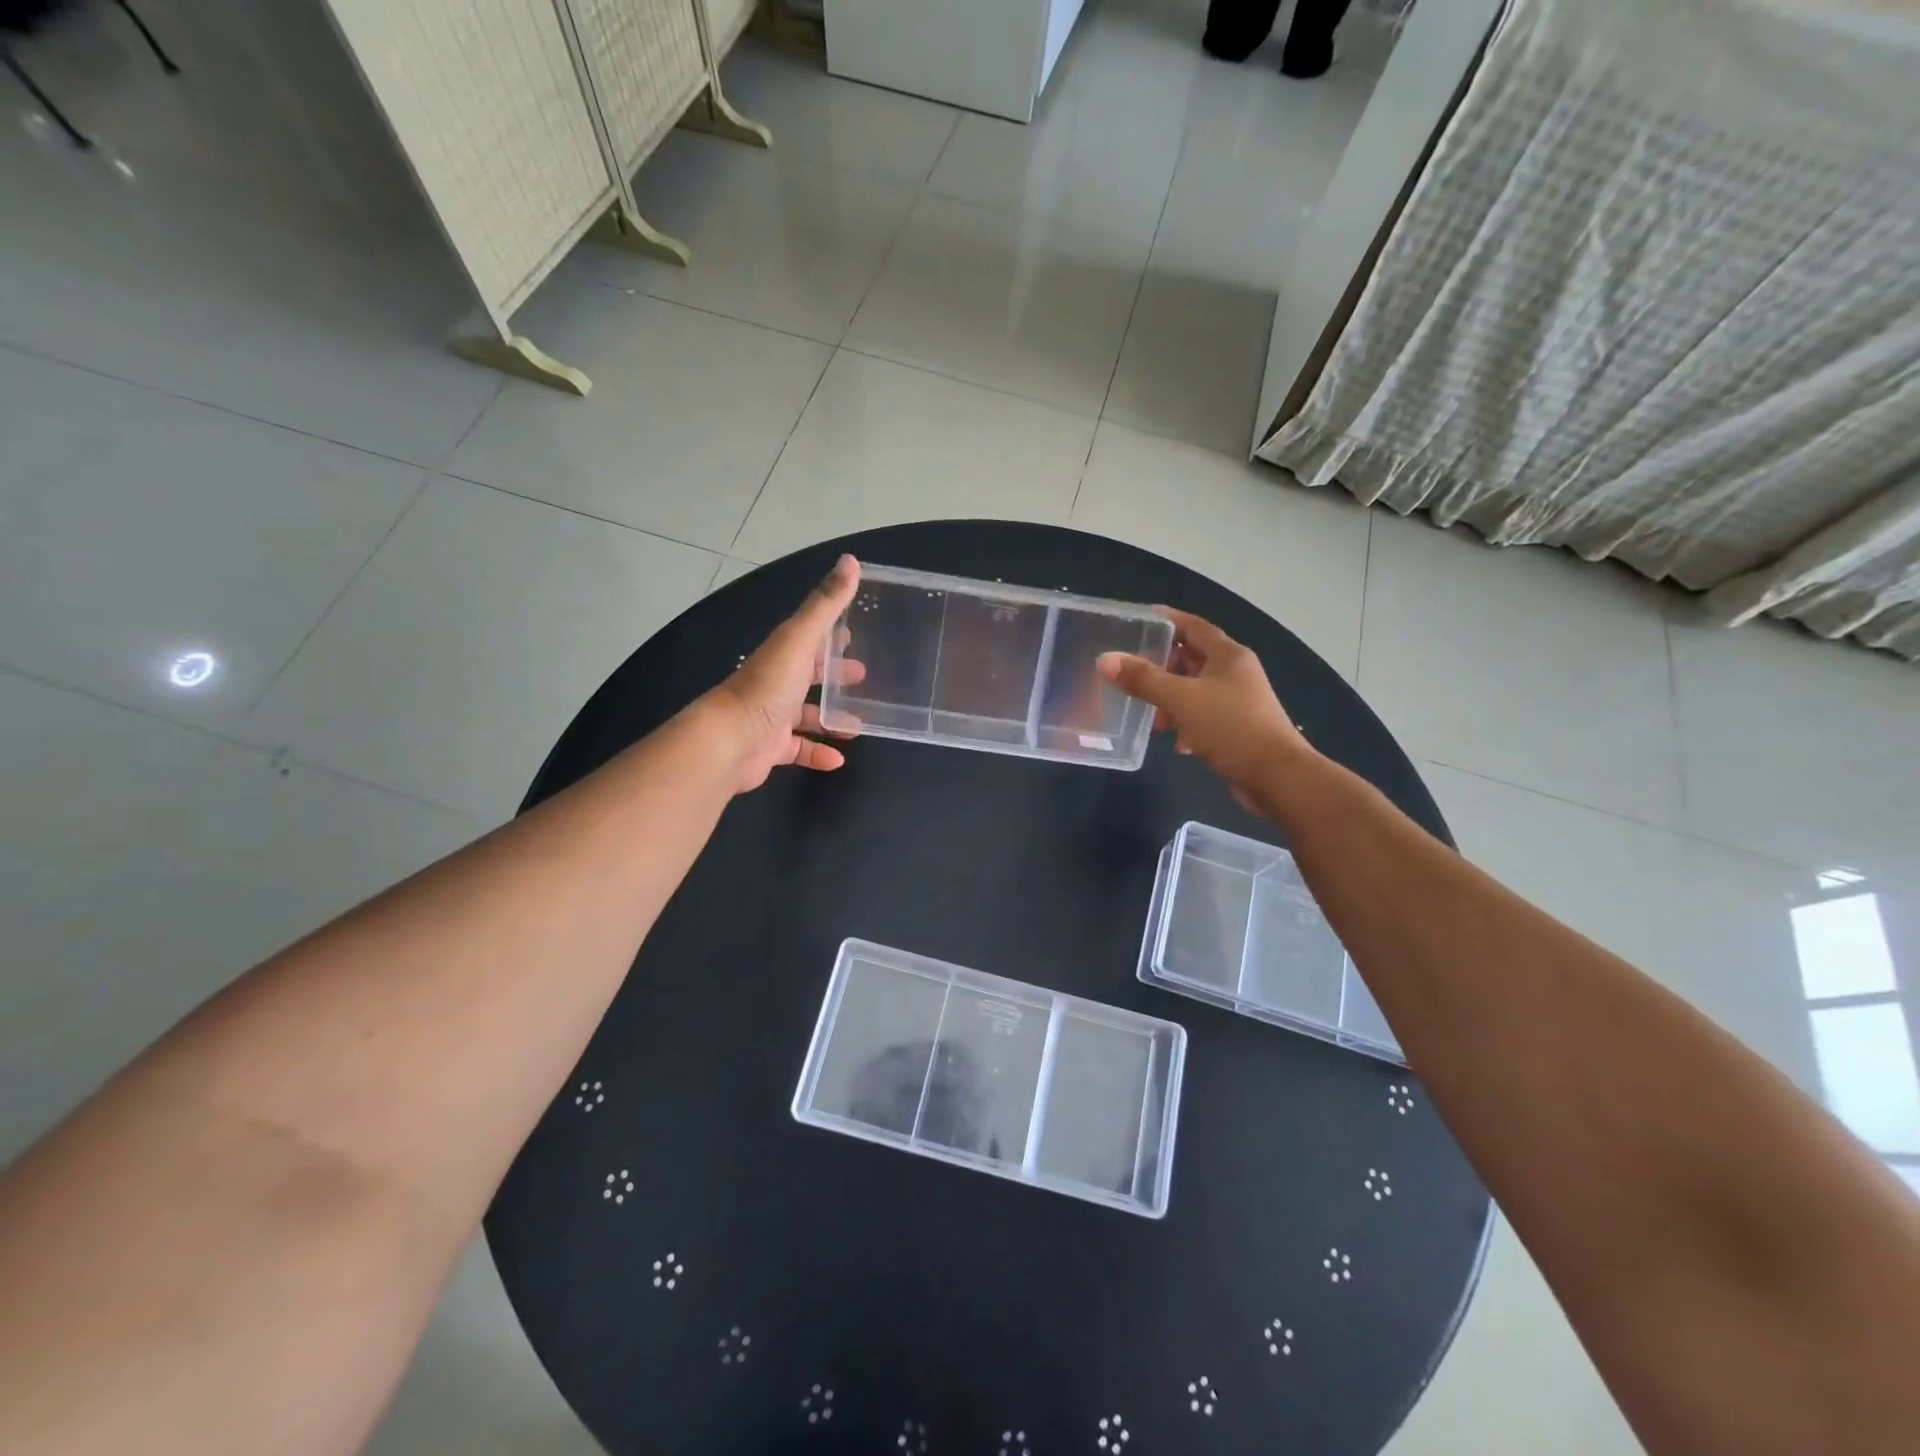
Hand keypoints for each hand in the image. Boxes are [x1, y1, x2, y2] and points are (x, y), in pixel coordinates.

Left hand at [704, 554, 863, 792]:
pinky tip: (837, 759)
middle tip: (863, 677)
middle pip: (808, 675)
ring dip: (830, 718)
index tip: (854, 633)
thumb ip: (826, 603)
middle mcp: (775, 682)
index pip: (809, 638)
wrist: (729, 740)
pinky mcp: (771, 748)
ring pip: (805, 715)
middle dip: (833, 675)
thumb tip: (850, 560)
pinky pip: (799, 749)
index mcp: (782, 653)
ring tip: (857, 725)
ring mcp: (771, 716)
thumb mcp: (801, 639)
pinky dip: (818, 753)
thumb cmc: (768, 686)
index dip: (831, 634)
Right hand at [1097, 609, 1312, 811]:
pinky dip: (1186, 723)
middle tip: (1133, 672)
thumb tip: (1106, 660)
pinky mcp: (1237, 728)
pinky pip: (1203, 716)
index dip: (1168, 620)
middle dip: (1163, 666)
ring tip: (1150, 716)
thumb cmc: (1231, 727)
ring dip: (1171, 700)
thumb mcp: (1181, 700)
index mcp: (1228, 656)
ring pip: (1196, 690)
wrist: (1276, 776)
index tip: (1140, 619)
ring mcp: (1238, 701)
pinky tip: (1176, 741)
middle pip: (1193, 659)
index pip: (1194, 627)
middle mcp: (1236, 673)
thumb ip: (1143, 679)